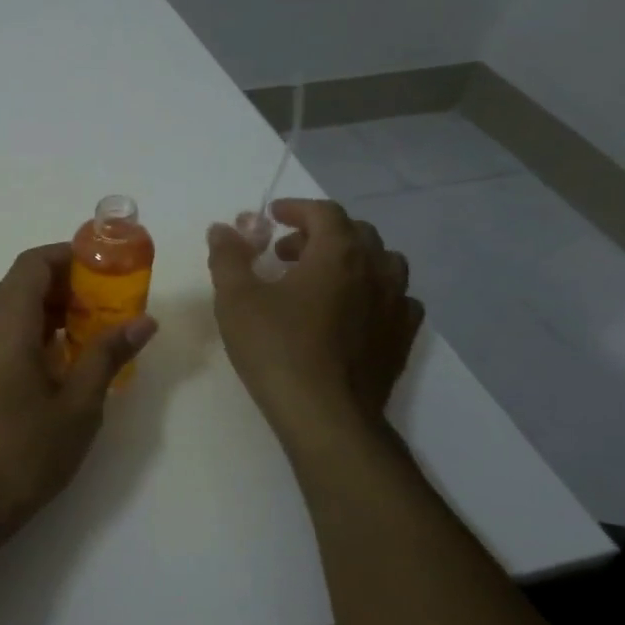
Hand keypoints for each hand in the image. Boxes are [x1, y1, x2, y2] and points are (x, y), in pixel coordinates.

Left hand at [0, 243, 157, 548]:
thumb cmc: (20, 454)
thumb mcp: (76, 406)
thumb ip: (107, 355)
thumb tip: (143, 321)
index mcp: (4, 320)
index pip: (35, 262)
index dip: (72, 257)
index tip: (111, 269)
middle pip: (24, 283)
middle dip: (70, 286)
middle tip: (114, 306)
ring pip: (13, 311)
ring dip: (53, 313)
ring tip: (98, 335)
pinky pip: (3, 335)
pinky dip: (35, 335)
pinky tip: (66, 365)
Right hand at [207, 199, 422, 437]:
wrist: (326, 415)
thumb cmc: (277, 349)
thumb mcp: (236, 299)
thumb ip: (228, 257)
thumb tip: (223, 228)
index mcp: (338, 253)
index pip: (324, 212)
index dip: (296, 209)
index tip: (272, 218)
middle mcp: (376, 270)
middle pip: (355, 233)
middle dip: (319, 234)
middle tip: (285, 253)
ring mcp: (396, 304)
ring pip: (383, 263)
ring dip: (351, 261)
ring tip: (320, 281)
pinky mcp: (402, 338)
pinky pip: (396, 300)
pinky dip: (374, 294)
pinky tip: (353, 313)